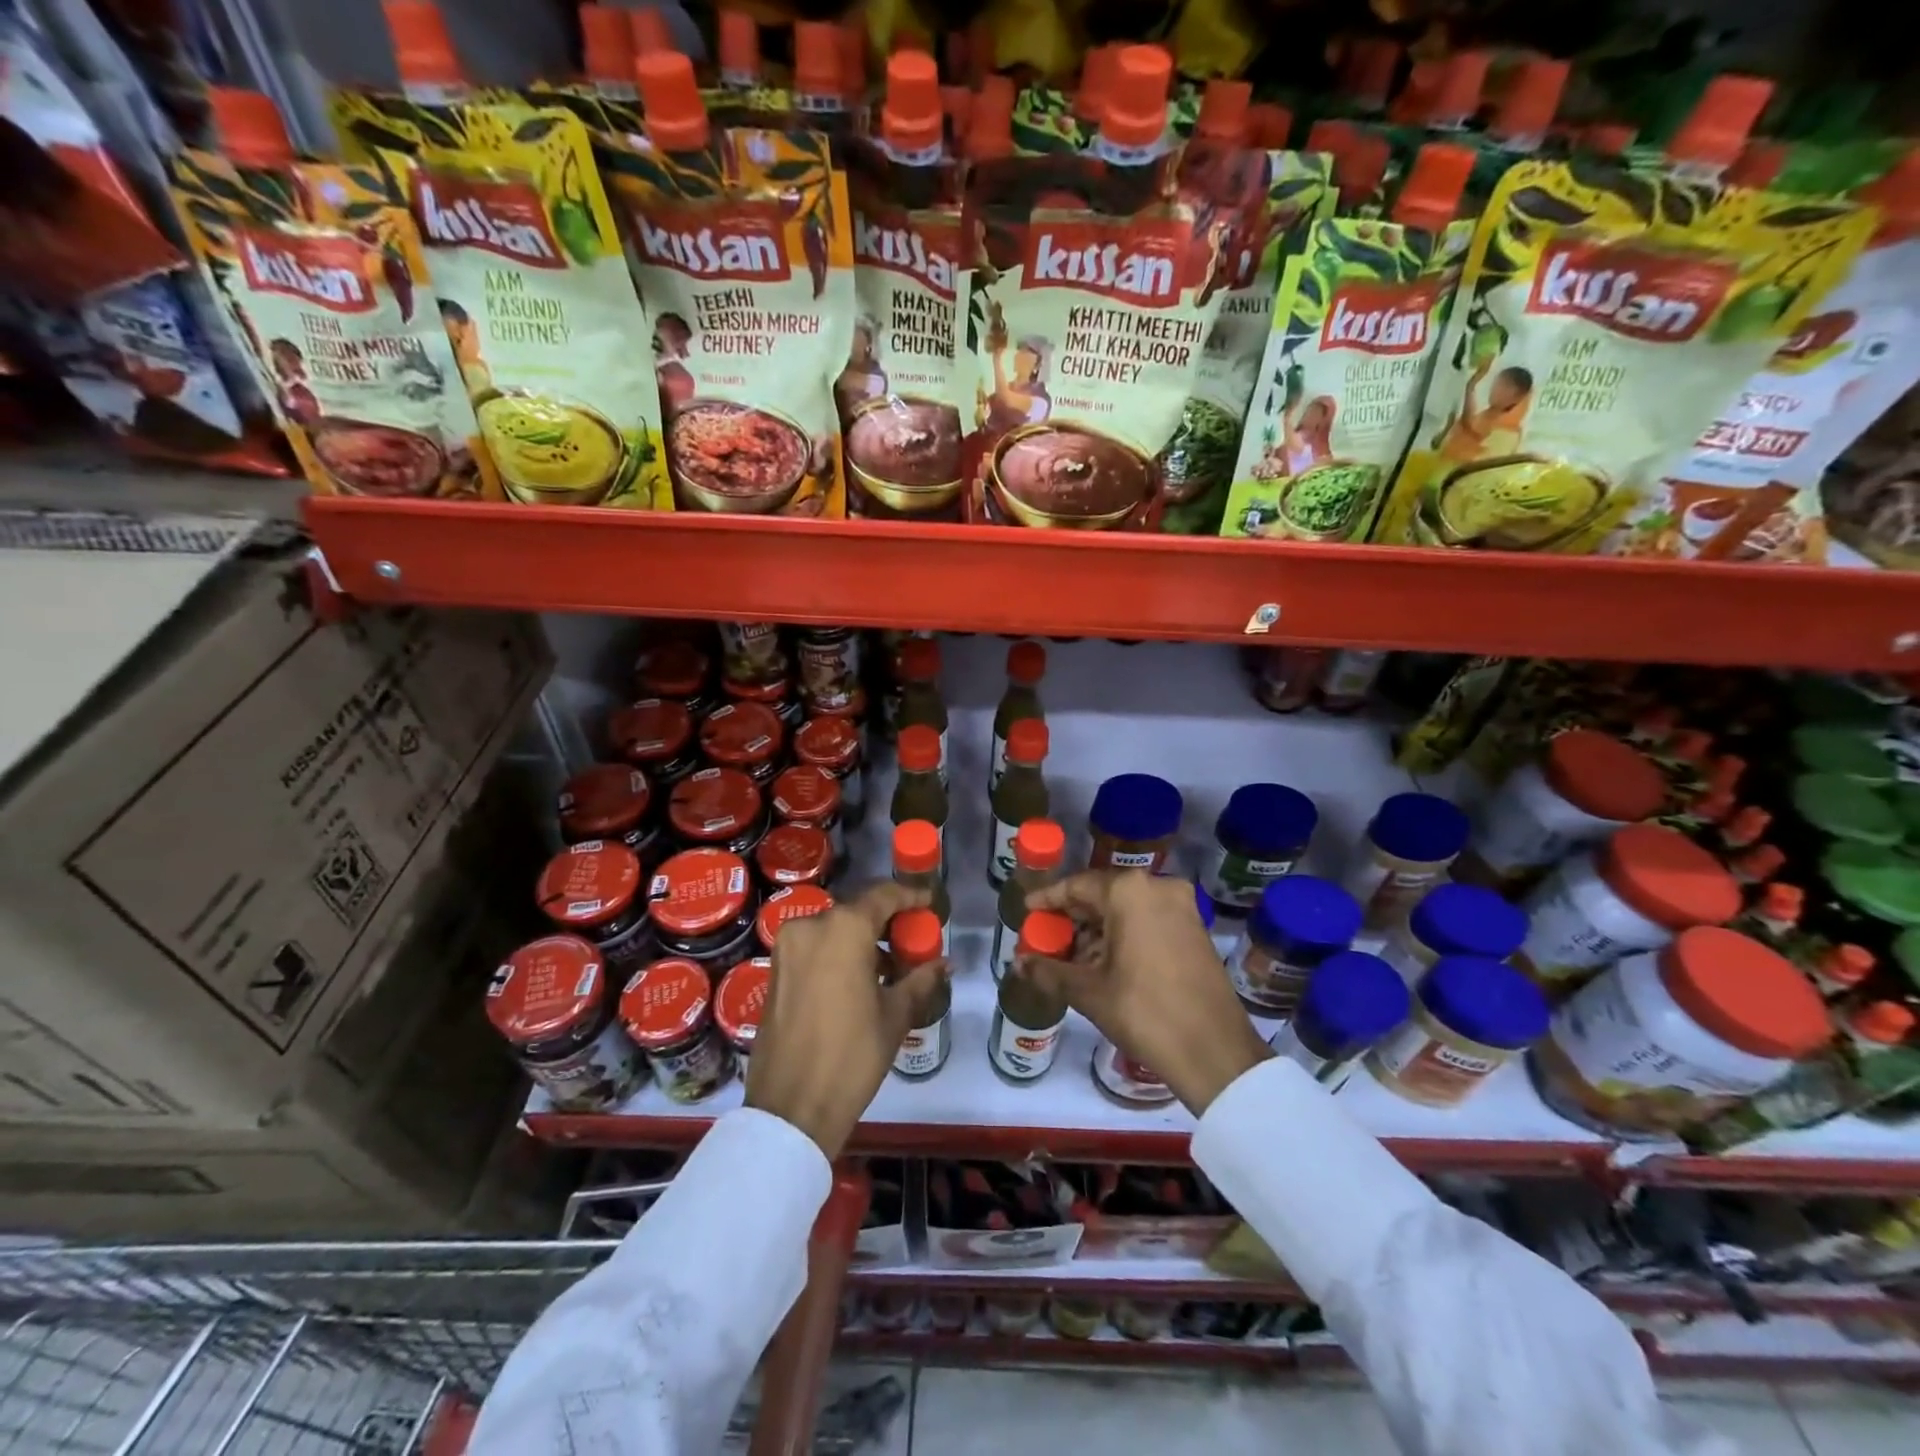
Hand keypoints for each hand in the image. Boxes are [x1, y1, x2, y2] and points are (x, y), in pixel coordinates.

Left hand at [746, 881, 947, 1156]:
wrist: (792, 1107)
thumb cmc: (852, 1054)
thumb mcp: (895, 1015)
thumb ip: (920, 980)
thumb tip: (945, 963)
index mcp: (844, 928)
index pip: (883, 895)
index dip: (910, 896)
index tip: (929, 902)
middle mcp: (811, 926)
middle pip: (857, 911)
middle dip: (886, 922)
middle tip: (911, 941)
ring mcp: (788, 947)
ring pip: (834, 930)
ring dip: (862, 941)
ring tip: (890, 969)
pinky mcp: (775, 970)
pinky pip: (815, 948)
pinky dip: (838, 954)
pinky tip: (859, 982)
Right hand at [1026, 871, 1269, 1115]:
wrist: (1214, 1052)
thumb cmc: (1145, 1012)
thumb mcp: (1088, 991)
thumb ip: (1048, 970)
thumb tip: (1017, 963)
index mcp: (1129, 892)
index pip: (1076, 885)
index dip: (1048, 900)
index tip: (1027, 911)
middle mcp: (1157, 887)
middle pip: (1102, 894)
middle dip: (1073, 918)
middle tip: (1046, 938)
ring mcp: (1181, 907)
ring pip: (1126, 909)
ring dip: (1098, 929)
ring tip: (1071, 957)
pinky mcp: (1195, 929)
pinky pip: (1148, 920)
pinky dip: (1124, 935)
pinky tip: (1104, 962)